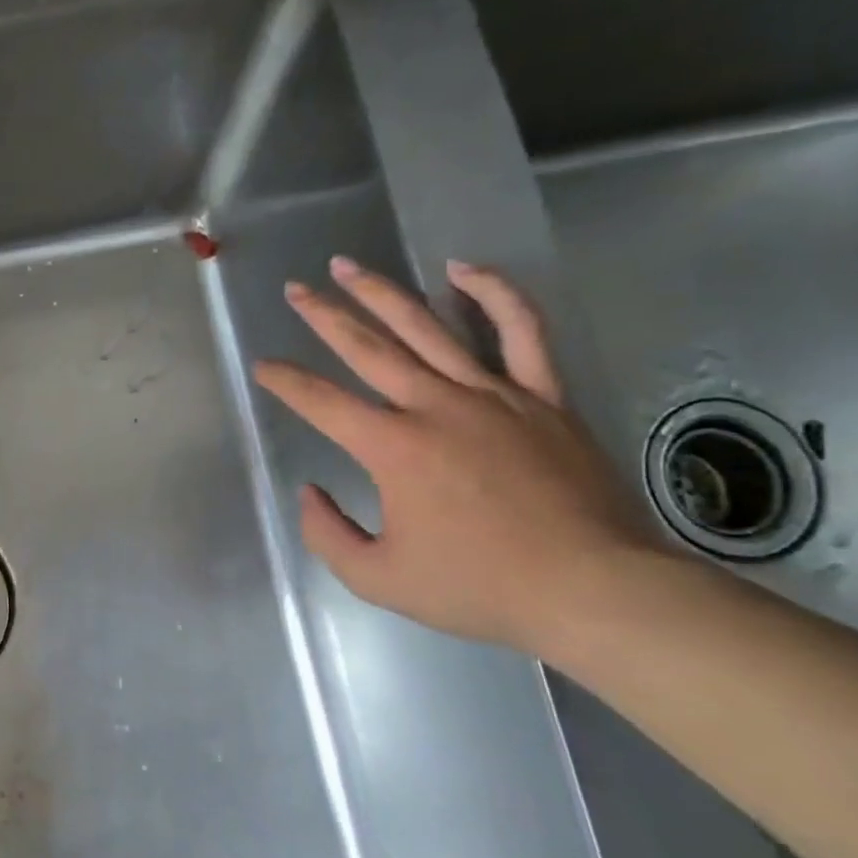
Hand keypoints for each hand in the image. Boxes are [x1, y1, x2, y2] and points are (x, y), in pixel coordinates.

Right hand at [253, 257, 659, 652]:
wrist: (594, 591)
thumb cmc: (479, 588)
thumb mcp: (378, 578)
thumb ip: (327, 534)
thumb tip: (310, 492)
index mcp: (392, 448)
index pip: (321, 402)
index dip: (285, 381)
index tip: (263, 366)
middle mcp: (434, 406)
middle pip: (366, 347)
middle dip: (323, 316)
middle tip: (295, 289)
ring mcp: (493, 394)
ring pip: (427, 327)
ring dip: (382, 292)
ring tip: (348, 266)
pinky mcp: (542, 396)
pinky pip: (520, 332)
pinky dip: (493, 294)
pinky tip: (462, 270)